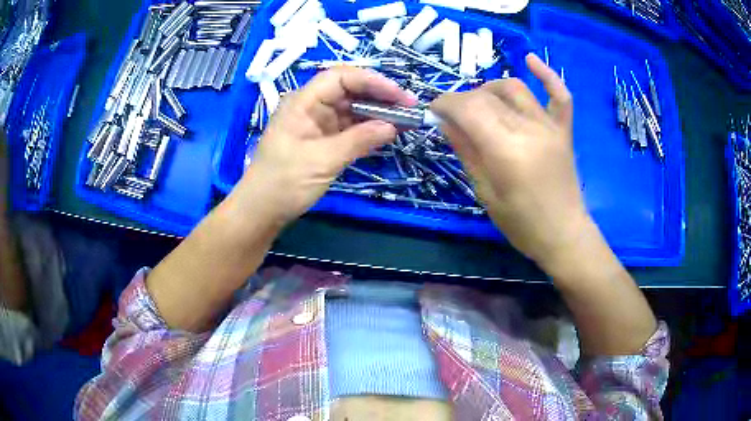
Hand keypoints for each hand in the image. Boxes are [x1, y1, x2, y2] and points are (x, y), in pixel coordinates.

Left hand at [232, 66, 415, 225]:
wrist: (261, 211)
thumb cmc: (283, 183)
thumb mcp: (322, 160)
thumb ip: (358, 140)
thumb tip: (392, 126)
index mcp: (303, 102)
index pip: (340, 78)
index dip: (372, 81)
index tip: (399, 96)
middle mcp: (311, 107)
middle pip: (349, 91)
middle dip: (379, 97)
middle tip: (409, 109)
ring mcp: (317, 124)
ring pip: (351, 109)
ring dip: (377, 114)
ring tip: (405, 121)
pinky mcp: (322, 140)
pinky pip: (349, 128)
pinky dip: (368, 130)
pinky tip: (387, 133)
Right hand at [431, 54, 590, 265]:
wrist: (563, 234)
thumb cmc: (521, 223)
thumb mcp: (484, 192)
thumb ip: (466, 151)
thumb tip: (444, 121)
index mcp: (506, 150)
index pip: (469, 108)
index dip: (446, 103)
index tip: (433, 110)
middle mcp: (528, 129)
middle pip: (487, 96)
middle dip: (462, 100)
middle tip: (452, 115)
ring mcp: (550, 127)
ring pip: (515, 88)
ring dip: (490, 88)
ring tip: (480, 102)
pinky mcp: (563, 130)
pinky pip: (559, 95)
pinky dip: (547, 75)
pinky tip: (531, 60)